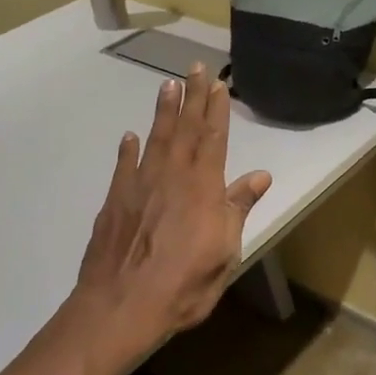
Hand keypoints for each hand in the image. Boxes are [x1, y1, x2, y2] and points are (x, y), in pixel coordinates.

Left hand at [74, 64, 272, 361]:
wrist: (121, 306)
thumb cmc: (184, 285)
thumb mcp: (225, 252)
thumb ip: (238, 209)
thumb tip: (260, 175)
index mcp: (203, 188)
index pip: (213, 139)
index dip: (216, 111)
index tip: (217, 84)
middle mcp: (171, 177)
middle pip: (184, 130)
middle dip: (191, 97)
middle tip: (194, 68)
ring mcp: (139, 187)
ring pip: (154, 139)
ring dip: (163, 112)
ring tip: (167, 86)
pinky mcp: (114, 202)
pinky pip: (124, 166)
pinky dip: (128, 150)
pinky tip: (130, 137)